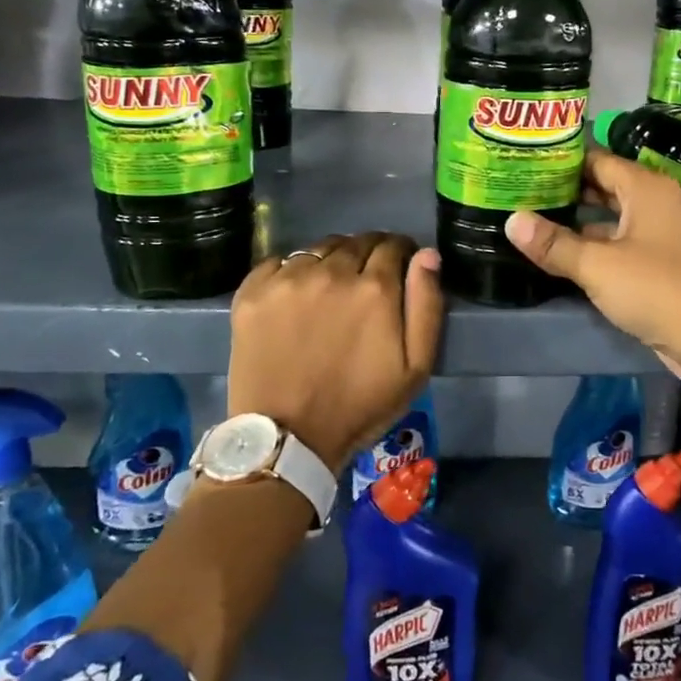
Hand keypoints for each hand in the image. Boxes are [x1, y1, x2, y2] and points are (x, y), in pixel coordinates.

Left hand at [227, 233, 444, 468]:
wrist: (287, 439)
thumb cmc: (360, 406)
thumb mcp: (416, 367)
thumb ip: (427, 304)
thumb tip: (427, 255)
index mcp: (375, 288)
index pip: (393, 245)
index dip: (400, 253)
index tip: (399, 267)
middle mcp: (331, 272)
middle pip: (356, 242)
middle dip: (368, 254)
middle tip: (366, 282)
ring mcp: (287, 279)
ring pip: (319, 248)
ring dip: (332, 260)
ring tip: (330, 288)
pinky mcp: (252, 292)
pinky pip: (278, 262)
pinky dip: (292, 271)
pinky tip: (296, 296)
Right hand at [504, 149, 680, 382]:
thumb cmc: (654, 289)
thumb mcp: (596, 265)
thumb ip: (553, 243)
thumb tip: (511, 220)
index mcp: (645, 188)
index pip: (597, 159)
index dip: (561, 159)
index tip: (525, 160)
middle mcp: (654, 202)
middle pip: (603, 185)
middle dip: (566, 189)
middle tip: (521, 189)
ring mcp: (659, 232)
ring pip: (610, 216)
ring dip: (577, 219)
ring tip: (533, 217)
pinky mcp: (658, 261)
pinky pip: (618, 241)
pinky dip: (593, 243)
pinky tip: (561, 252)